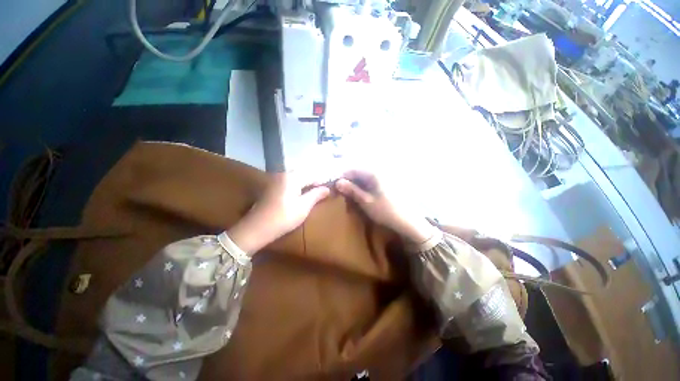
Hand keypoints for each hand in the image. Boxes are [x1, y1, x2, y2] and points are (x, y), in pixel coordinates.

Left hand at [228, 173, 329, 254]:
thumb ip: (316, 195)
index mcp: (292, 177)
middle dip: (314, 182)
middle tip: (323, 191)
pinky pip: (289, 183)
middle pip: (303, 175)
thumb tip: (327, 188)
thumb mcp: (303, 207)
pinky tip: (301, 195)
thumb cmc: (284, 217)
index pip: (312, 175)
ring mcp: (275, 180)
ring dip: (306, 184)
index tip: (330, 189)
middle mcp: (283, 174)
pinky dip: (297, 187)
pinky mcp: (271, 188)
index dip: (322, 182)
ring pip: (296, 179)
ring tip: (314, 193)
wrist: (256, 228)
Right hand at [335, 170, 435, 243]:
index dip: (341, 176)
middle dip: (348, 180)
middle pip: (358, 171)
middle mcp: (378, 171)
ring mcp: (382, 176)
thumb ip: (352, 190)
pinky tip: (359, 193)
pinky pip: (369, 180)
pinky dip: (362, 186)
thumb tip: (338, 182)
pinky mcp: (385, 183)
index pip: (352, 169)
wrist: (407, 220)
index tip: (334, 186)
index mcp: (373, 173)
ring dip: (354, 183)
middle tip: (340, 190)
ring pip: (363, 176)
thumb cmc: (386, 211)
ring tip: (348, 193)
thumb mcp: (366, 201)